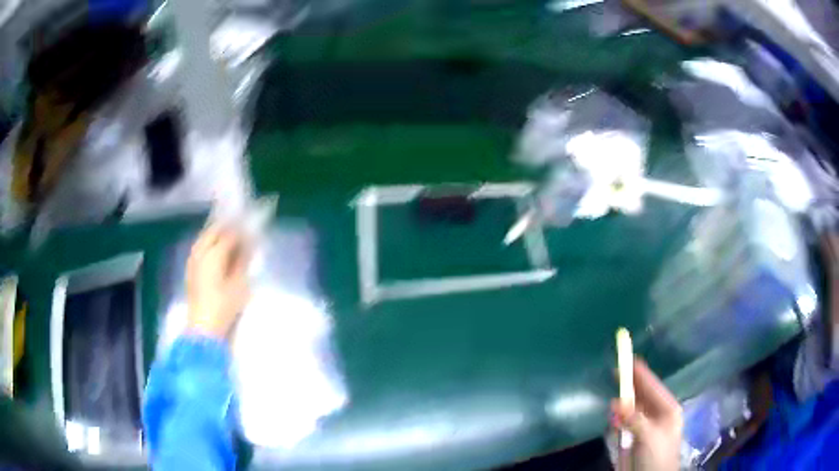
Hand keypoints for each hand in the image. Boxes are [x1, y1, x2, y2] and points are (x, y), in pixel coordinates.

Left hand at [186, 224, 250, 339]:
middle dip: (226, 229)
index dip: (241, 231)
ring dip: (215, 236)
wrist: (203, 328)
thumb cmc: (224, 307)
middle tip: (240, 231)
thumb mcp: (240, 285)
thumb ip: (243, 262)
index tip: (251, 231)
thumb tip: (248, 246)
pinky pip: (199, 249)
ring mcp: (193, 260)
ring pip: (204, 239)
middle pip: (213, 231)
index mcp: (214, 253)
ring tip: (228, 240)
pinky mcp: (190, 270)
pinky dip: (208, 245)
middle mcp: (200, 252)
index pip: (229, 234)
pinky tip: (216, 253)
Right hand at [611, 359, 682, 470]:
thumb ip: (634, 418)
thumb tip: (616, 402)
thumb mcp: (649, 436)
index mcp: (668, 410)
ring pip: (634, 408)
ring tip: (614, 394)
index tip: (629, 360)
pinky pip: (626, 422)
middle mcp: (658, 415)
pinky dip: (619, 417)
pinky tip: (614, 417)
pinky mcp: (636, 438)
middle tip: (617, 372)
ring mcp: (647, 426)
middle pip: (643, 395)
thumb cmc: (657, 456)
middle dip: (631, 385)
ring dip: (624, 401)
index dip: (641, 374)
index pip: (653, 387)